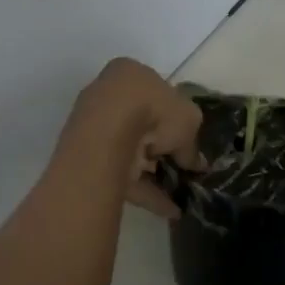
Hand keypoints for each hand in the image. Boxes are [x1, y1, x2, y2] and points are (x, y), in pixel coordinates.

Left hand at [60, 58, 201, 217]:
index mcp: (130, 74)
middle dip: (162, 149)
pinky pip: (122, 176)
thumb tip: (195, 163)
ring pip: (131, 153)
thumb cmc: (153, 109)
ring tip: (180, 194)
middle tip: (182, 167)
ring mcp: (95, 129)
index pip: (155, 93)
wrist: (108, 134)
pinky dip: (147, 193)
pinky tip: (170, 211)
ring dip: (155, 174)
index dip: (173, 116)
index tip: (186, 138)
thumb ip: (192, 142)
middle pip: (141, 124)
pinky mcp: (89, 161)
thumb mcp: (189, 120)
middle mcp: (108, 97)